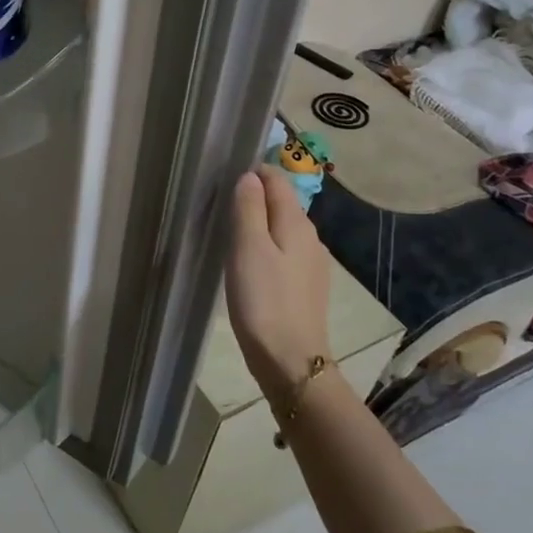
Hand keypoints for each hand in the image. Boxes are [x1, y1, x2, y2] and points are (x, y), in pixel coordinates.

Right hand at [225, 168, 333, 397]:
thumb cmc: (264, 300)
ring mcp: (311, 264)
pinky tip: (250, 265)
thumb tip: (250, 176)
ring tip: (230, 234)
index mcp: (297, 223)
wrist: (290, 359)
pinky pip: (284, 253)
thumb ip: (248, 208)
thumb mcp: (248, 248)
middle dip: (255, 198)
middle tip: (221, 206)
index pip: (277, 181)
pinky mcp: (305, 287)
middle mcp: (310, 238)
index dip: (253, 173)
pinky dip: (266, 248)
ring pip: (283, 230)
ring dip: (260, 224)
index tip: (224, 178)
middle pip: (282, 204)